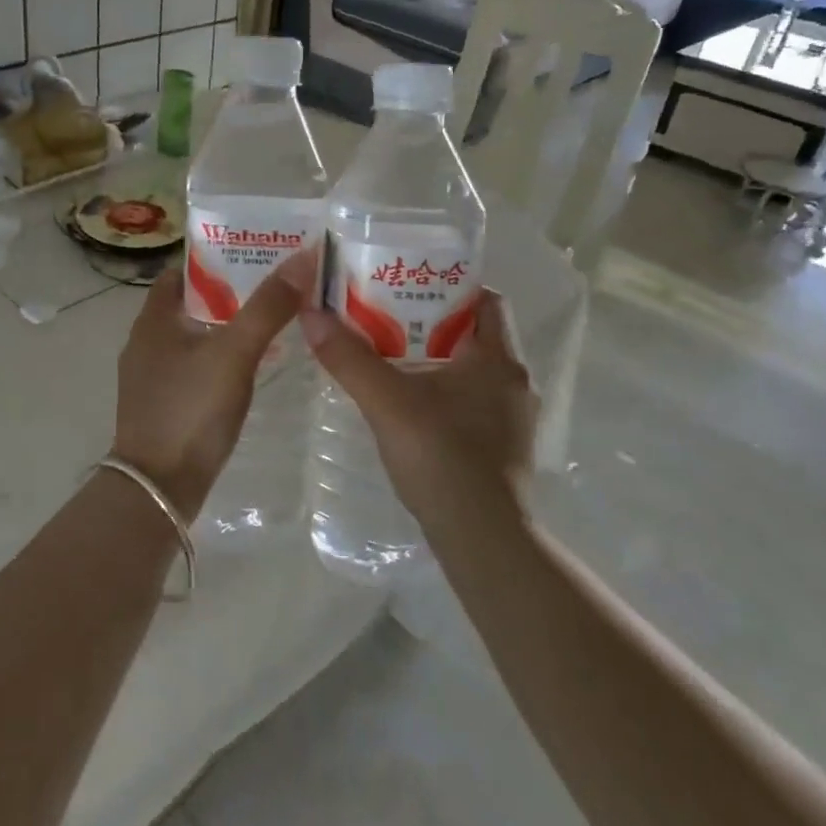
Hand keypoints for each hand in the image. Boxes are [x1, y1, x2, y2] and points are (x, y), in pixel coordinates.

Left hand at [111, 252, 314, 518]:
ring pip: (196, 336)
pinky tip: (254, 366)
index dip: (217, 258)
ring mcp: (153, 375)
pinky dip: (222, 357)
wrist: (158, 488)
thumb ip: (267, 307)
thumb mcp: (234, 353)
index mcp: (154, 319)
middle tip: (277, 284)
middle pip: (192, 302)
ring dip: (229, 325)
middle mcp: (147, 341)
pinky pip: (196, 365)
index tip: (257, 253)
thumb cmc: (191, 410)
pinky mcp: (165, 403)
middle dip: (231, 291)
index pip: (183, 271)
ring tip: (274, 319)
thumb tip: (303, 257)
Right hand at [299, 291, 538, 521]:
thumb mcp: (387, 402)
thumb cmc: (443, 457)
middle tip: (386, 318)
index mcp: (499, 359)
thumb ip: (349, 358)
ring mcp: (512, 418)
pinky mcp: (501, 447)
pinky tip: (410, 405)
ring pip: (472, 370)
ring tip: (390, 357)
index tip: (408, 286)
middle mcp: (514, 381)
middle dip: (432, 322)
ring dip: (437, 360)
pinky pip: (472, 401)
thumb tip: (311, 313)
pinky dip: (443, 393)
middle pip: (476, 333)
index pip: (487, 299)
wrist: (483, 539)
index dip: (450, 286)